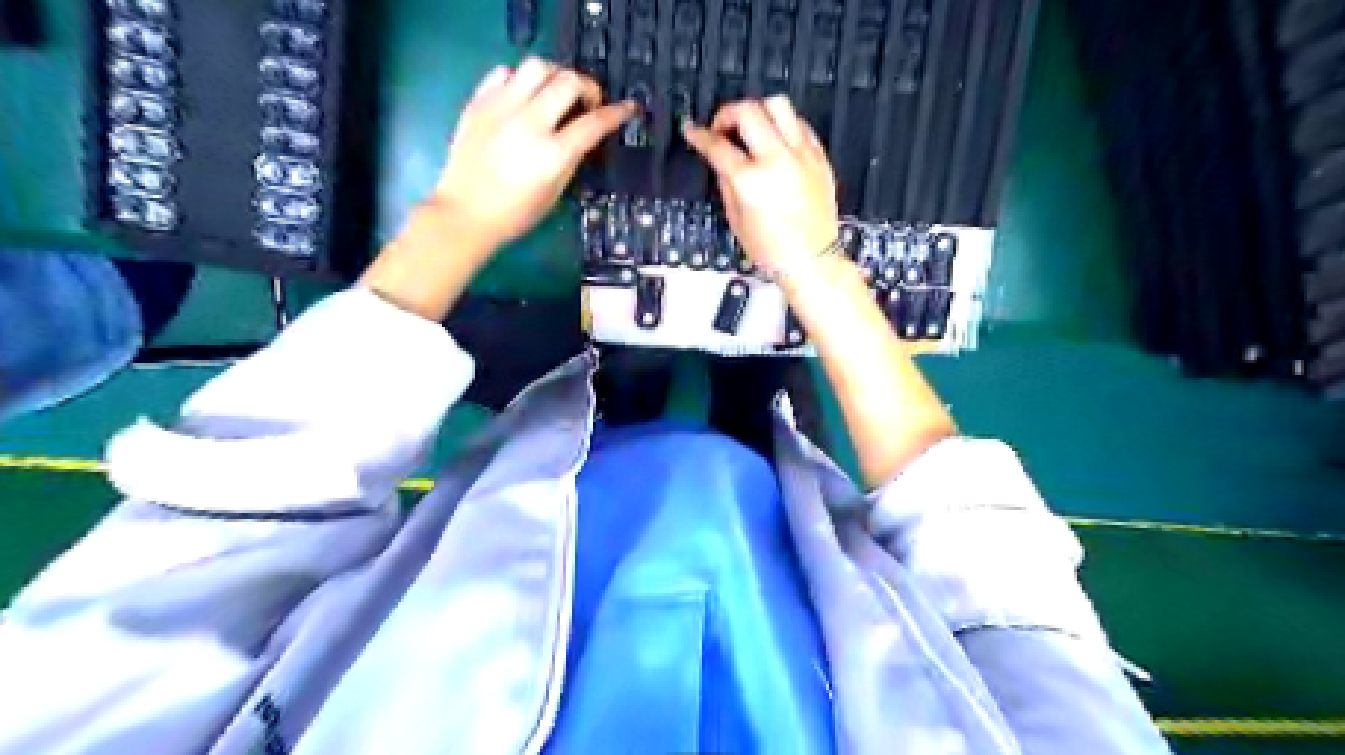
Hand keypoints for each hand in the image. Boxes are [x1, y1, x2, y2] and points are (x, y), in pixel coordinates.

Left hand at [434, 59, 638, 250]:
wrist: (465, 213)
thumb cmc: (515, 214)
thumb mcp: (555, 191)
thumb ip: (572, 157)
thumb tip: (584, 132)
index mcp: (552, 155)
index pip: (593, 123)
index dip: (617, 113)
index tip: (628, 108)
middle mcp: (528, 124)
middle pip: (568, 81)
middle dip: (587, 87)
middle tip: (587, 102)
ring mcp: (501, 109)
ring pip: (537, 66)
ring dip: (555, 76)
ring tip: (555, 94)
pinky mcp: (479, 102)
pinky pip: (505, 72)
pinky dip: (521, 80)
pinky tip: (524, 97)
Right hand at [689, 95, 835, 274]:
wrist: (810, 260)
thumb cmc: (772, 249)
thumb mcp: (735, 218)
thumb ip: (726, 181)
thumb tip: (720, 158)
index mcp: (751, 181)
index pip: (718, 145)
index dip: (699, 135)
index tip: (693, 130)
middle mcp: (778, 162)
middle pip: (748, 111)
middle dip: (727, 113)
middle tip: (721, 127)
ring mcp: (802, 156)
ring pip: (779, 105)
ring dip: (758, 110)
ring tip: (751, 128)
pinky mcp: (819, 158)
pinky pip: (801, 124)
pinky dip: (784, 125)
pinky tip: (776, 139)